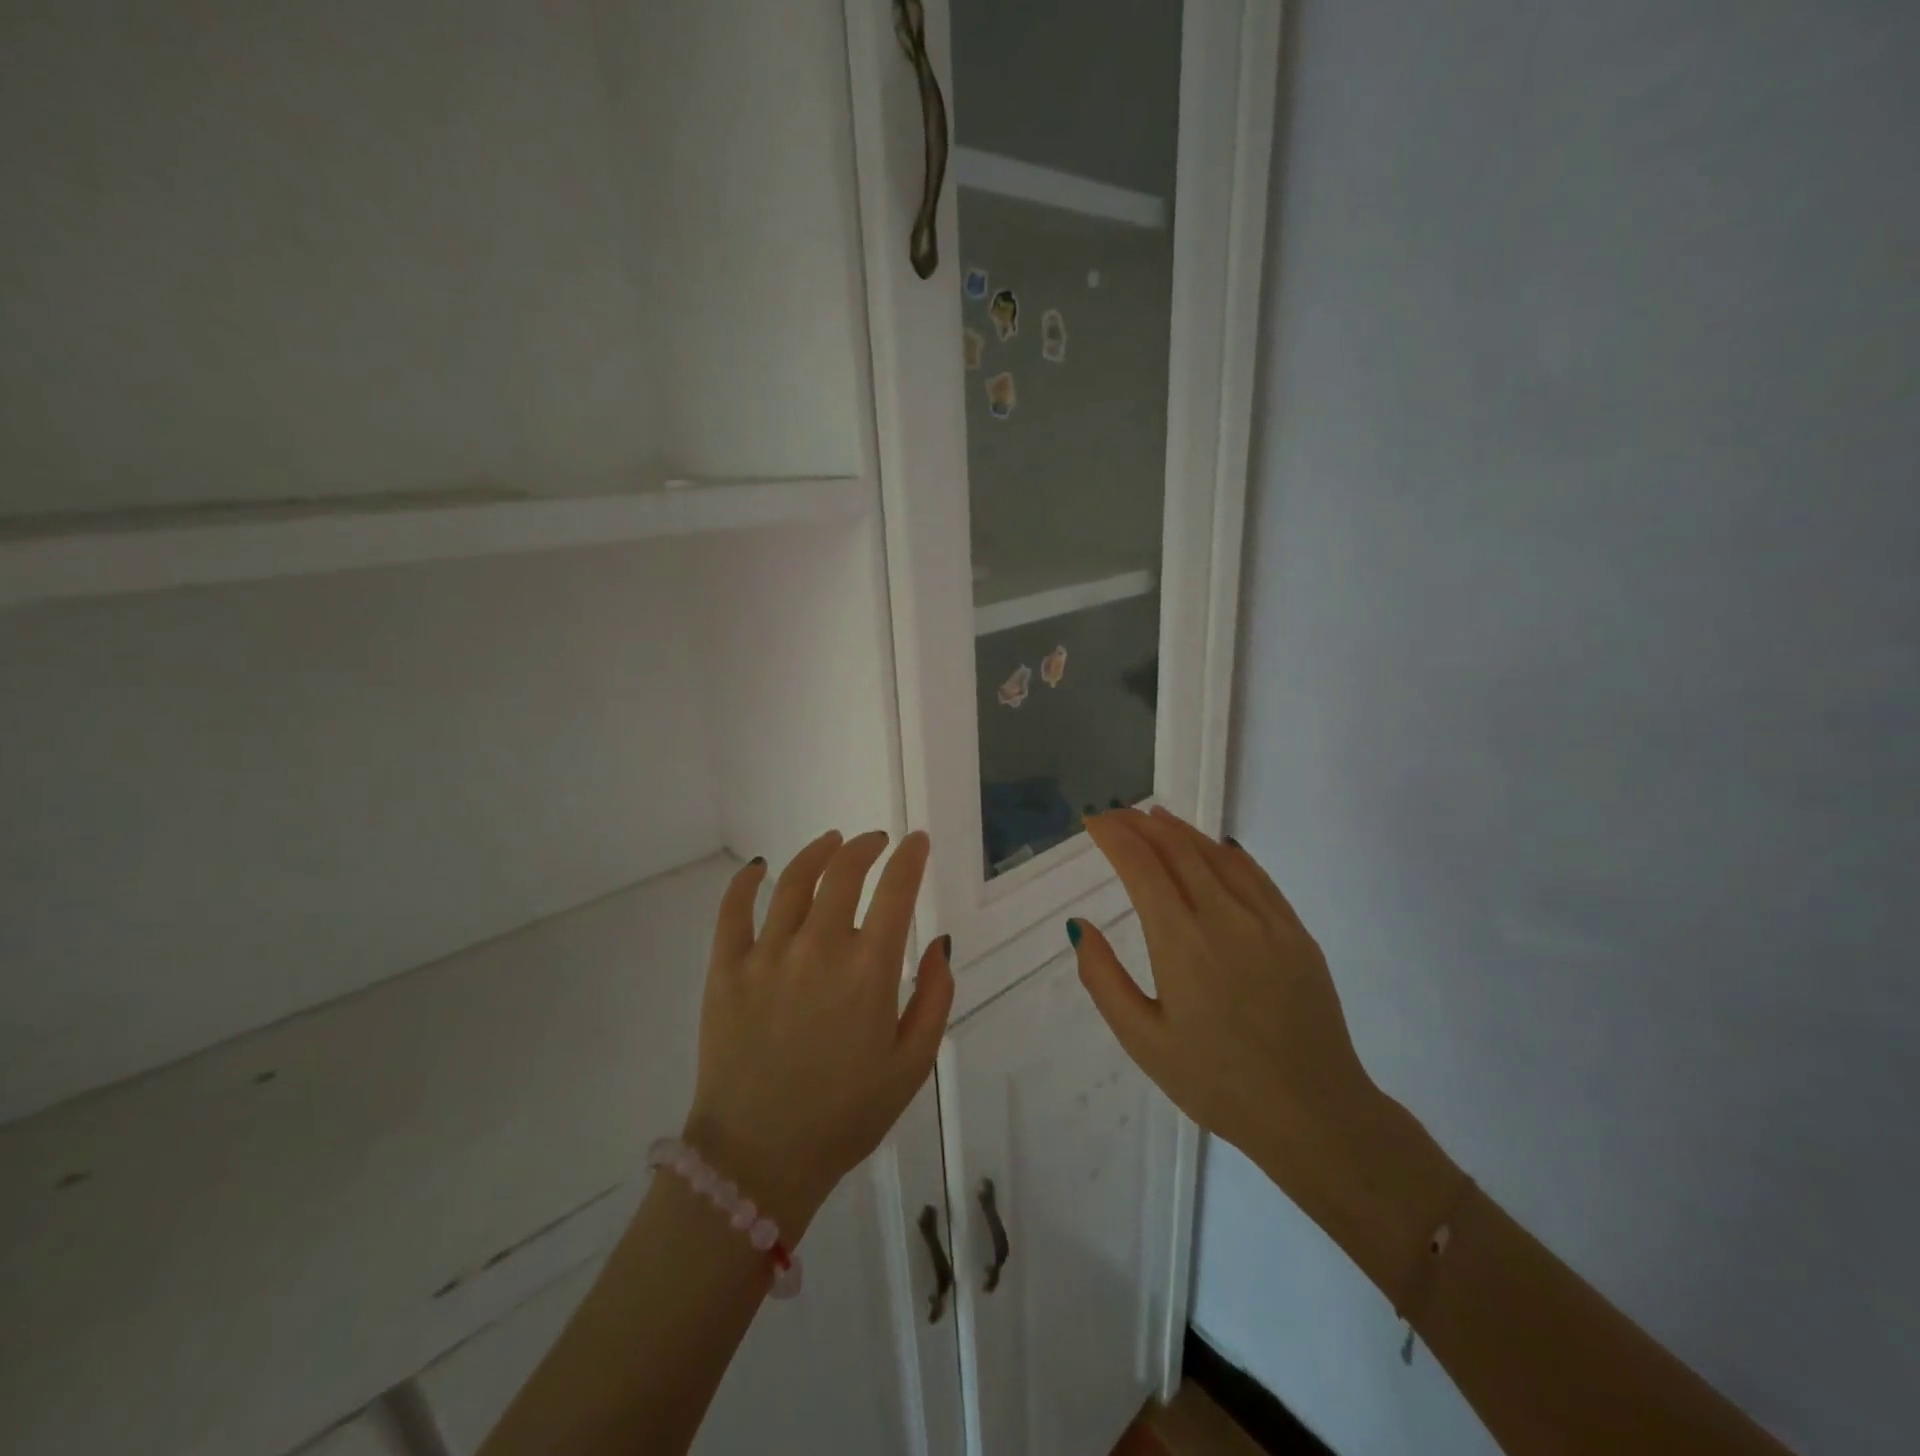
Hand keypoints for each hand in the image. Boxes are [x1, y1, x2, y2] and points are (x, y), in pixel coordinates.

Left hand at [684, 830, 951, 1240]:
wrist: (759, 1160)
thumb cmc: (846, 1116)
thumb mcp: (912, 1065)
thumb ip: (935, 998)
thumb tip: (941, 943)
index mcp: (868, 970)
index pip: (896, 890)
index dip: (910, 857)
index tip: (918, 840)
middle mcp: (818, 948)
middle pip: (844, 872)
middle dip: (867, 847)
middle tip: (876, 841)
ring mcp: (767, 955)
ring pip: (794, 880)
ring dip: (818, 852)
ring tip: (832, 841)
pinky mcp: (726, 970)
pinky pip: (733, 910)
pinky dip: (746, 881)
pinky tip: (758, 867)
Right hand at [1069, 807, 1384, 1215]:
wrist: (1315, 1114)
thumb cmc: (1216, 1083)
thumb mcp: (1143, 1041)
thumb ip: (1104, 979)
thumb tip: (1080, 926)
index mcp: (1182, 943)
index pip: (1141, 866)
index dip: (1114, 836)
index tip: (1092, 821)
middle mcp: (1225, 918)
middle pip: (1176, 849)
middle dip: (1140, 824)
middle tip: (1115, 814)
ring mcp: (1267, 920)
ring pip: (1216, 854)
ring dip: (1179, 830)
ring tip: (1153, 817)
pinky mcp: (1295, 931)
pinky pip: (1254, 874)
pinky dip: (1223, 851)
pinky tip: (1210, 847)